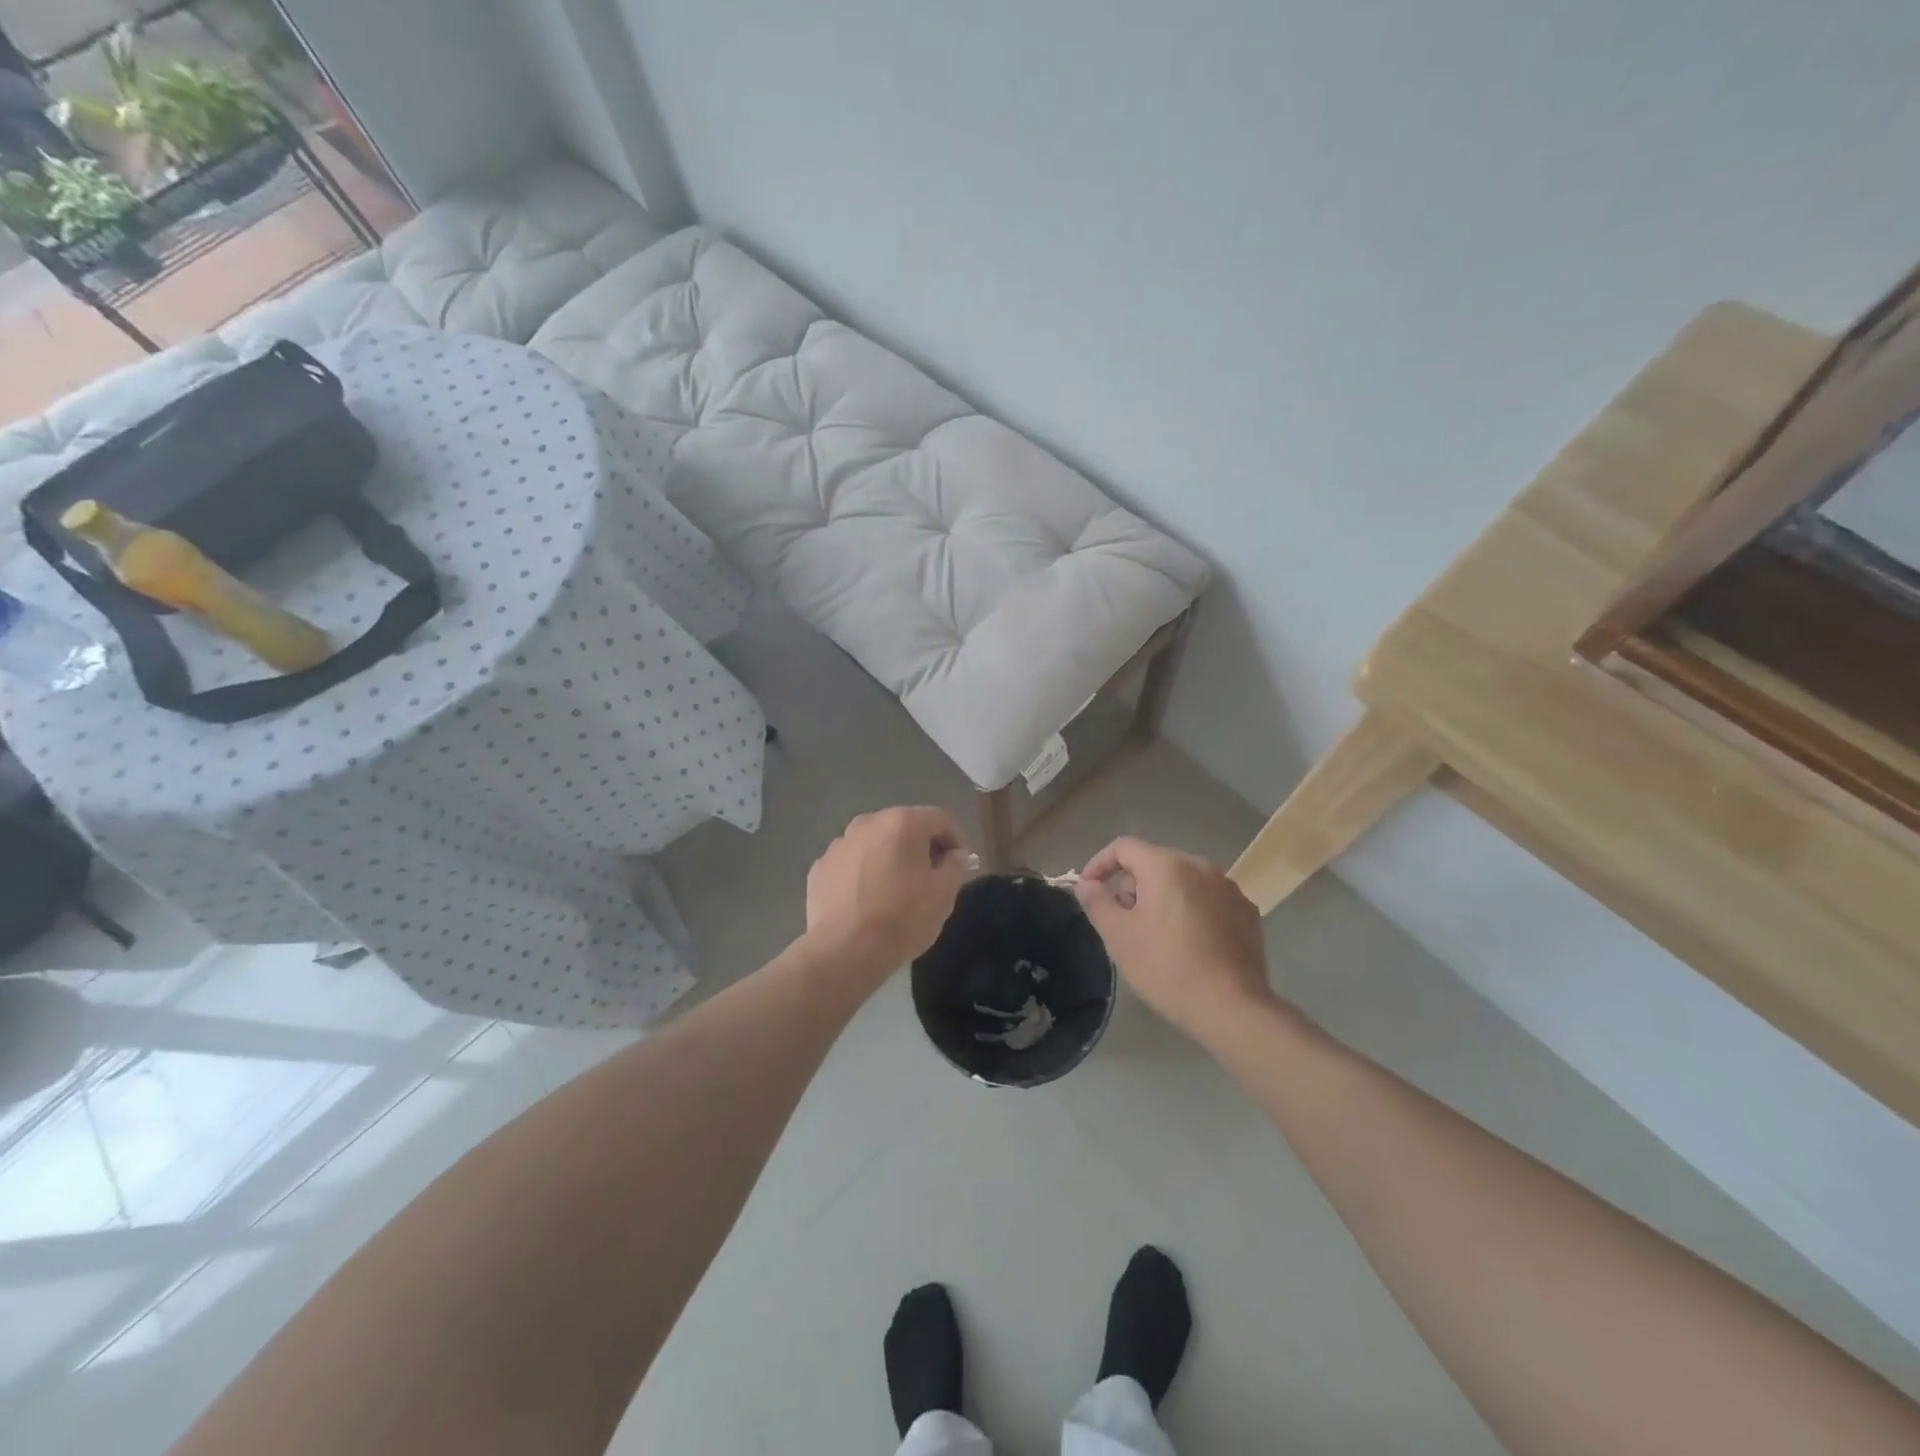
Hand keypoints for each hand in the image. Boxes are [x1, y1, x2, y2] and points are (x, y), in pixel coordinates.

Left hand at [805, 806, 971, 978]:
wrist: (844, 951)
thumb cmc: (902, 918)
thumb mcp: (943, 894)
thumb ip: (956, 866)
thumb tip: (957, 855)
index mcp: (902, 822)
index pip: (941, 819)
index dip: (958, 839)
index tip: (963, 865)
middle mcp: (868, 823)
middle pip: (905, 826)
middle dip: (923, 847)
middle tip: (933, 877)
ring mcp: (839, 844)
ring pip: (875, 843)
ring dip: (891, 858)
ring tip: (897, 890)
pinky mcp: (820, 867)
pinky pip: (852, 863)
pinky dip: (864, 873)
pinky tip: (868, 900)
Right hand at [1074, 836, 1272, 1038]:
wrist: (1232, 1008)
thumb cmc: (1167, 967)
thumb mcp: (1119, 936)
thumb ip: (1097, 902)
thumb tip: (1087, 884)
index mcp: (1167, 866)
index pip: (1124, 847)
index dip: (1100, 864)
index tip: (1089, 890)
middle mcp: (1201, 866)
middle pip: (1154, 862)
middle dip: (1132, 885)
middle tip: (1123, 921)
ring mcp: (1229, 888)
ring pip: (1183, 880)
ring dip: (1162, 897)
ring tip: (1156, 935)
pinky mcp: (1246, 911)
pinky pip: (1208, 898)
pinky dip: (1191, 910)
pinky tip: (1190, 943)